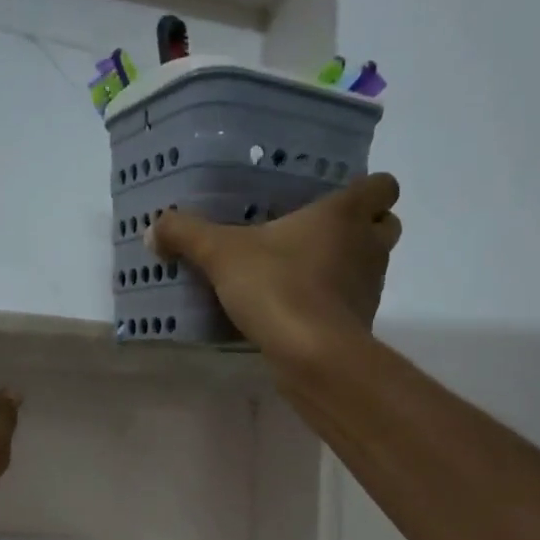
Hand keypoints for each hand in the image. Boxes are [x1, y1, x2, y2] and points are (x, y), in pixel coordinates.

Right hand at [148, 174, 401, 362]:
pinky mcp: (362, 324)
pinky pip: (354, 304)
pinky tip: (302, 310)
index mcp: (345, 214)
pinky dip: (336, 304)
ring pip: (373, 265)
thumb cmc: (277, 287)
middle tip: (320, 235)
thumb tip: (153, 229)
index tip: (335, 198)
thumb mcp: (221, 255)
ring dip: (349, 266)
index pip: (383, 185)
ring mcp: (371, 287)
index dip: (367, 189)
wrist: (312, 354)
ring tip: (306, 274)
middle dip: (362, 228)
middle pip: (386, 225)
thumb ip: (186, 235)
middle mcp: (368, 245)